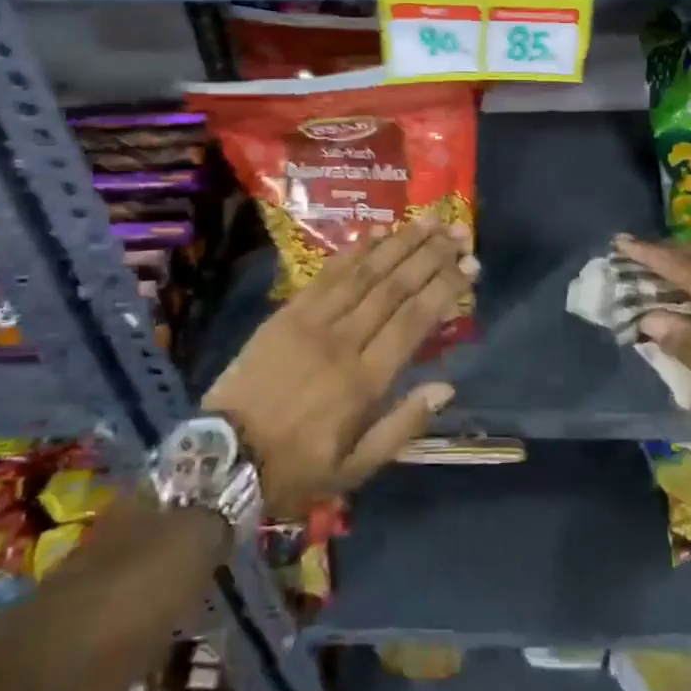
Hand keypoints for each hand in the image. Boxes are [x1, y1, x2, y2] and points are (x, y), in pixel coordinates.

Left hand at [204, 221, 474, 516]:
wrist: (220, 460)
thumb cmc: (295, 469)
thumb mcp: (355, 469)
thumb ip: (402, 426)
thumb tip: (446, 387)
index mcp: (363, 381)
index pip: (414, 321)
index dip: (445, 288)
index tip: (470, 265)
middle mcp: (342, 341)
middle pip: (394, 287)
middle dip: (431, 256)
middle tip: (458, 232)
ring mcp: (311, 322)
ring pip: (364, 272)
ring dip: (399, 243)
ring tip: (428, 221)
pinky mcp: (286, 313)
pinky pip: (326, 274)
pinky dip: (353, 251)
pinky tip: (376, 233)